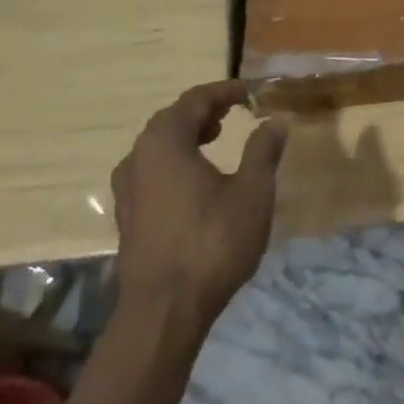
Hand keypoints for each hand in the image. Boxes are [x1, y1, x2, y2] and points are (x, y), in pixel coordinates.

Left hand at [109, 82, 287, 326]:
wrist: (163, 313)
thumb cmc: (211, 243)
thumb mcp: (252, 192)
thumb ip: (263, 150)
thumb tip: (276, 121)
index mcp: (165, 140)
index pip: (196, 99)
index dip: (226, 91)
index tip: (252, 92)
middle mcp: (138, 156)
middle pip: (173, 119)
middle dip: (206, 111)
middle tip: (235, 112)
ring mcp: (127, 188)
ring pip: (159, 146)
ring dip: (188, 136)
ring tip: (217, 139)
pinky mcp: (127, 216)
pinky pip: (152, 171)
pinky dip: (175, 161)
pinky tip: (196, 180)